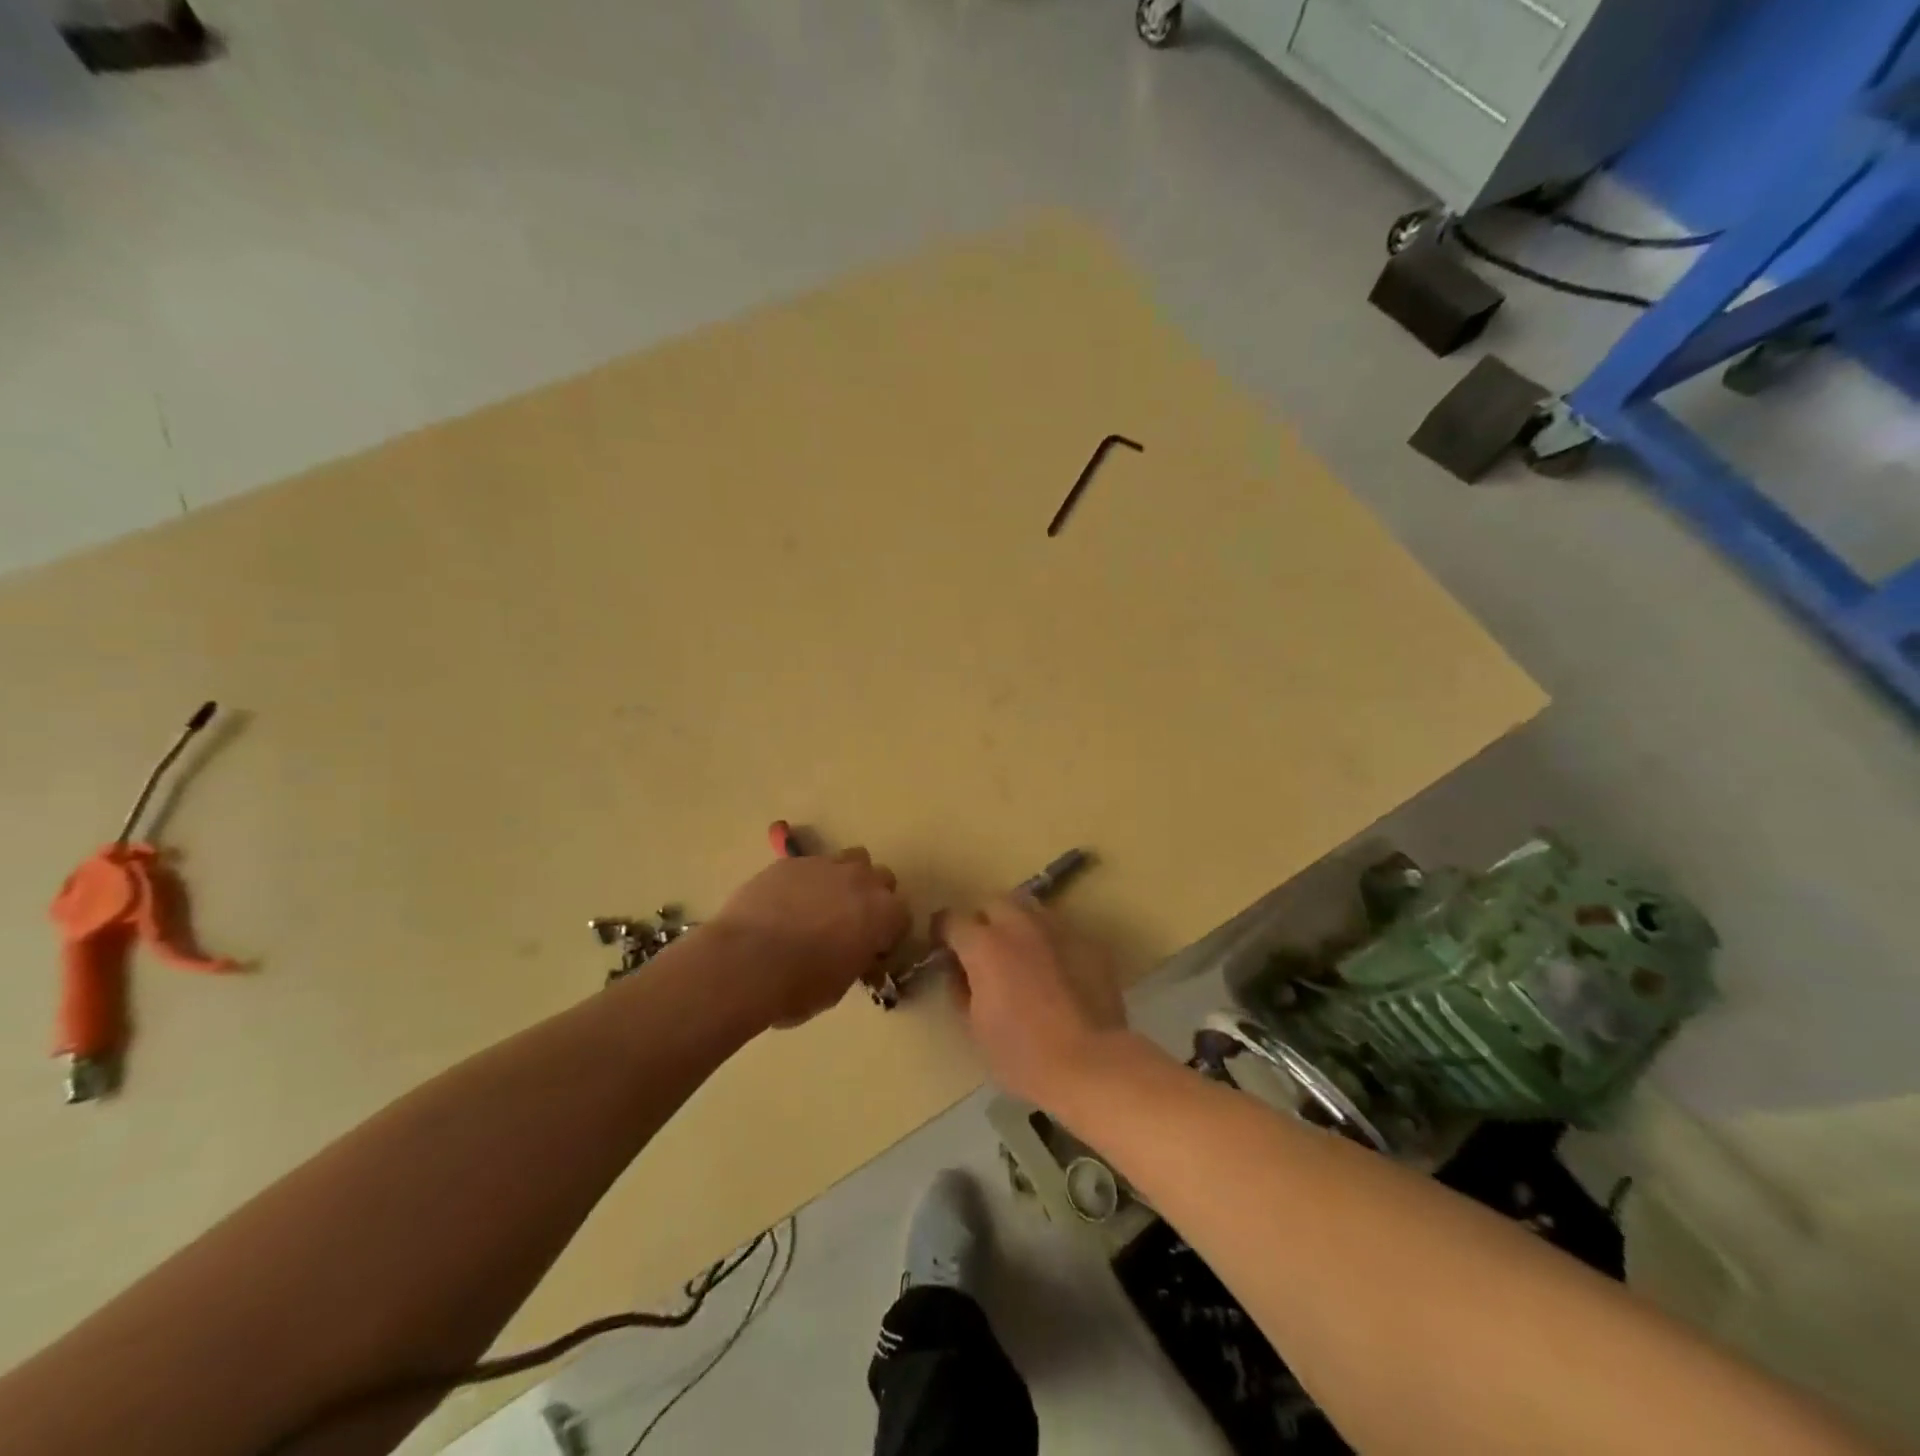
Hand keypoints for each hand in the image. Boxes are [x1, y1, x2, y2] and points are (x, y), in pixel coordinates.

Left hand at [707, 848, 910, 1028]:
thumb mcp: (840, 986)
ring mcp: (824, 865)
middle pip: (881, 878)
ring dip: (844, 879)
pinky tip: (786, 903)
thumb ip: (856, 960)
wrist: (745, 962)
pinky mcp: (790, 862)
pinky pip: (809, 865)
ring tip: (822, 904)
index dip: (888, 934)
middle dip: (871, 897)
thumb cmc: (798, 986)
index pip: (902, 916)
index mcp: (883, 914)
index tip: (872, 950)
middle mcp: (861, 880)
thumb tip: (852, 954)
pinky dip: (806, 881)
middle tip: (850, 923)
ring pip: (849, 860)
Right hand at [942, 897, 1128, 1107]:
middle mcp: (1019, 925)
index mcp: (984, 945)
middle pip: (993, 902)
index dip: (943, 932)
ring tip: (1022, 956)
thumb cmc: (1022, 1054)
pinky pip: (1062, 932)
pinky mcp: (1089, 942)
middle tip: (985, 951)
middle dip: (984, 921)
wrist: (1090, 1064)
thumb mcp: (975, 1028)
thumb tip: (959, 972)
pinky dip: (1052, 944)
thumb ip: (961, 990)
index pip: (951, 919)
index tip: (945, 949)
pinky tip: (1058, 972)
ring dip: (1019, 925)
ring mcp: (1058, 929)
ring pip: (1031, 909)